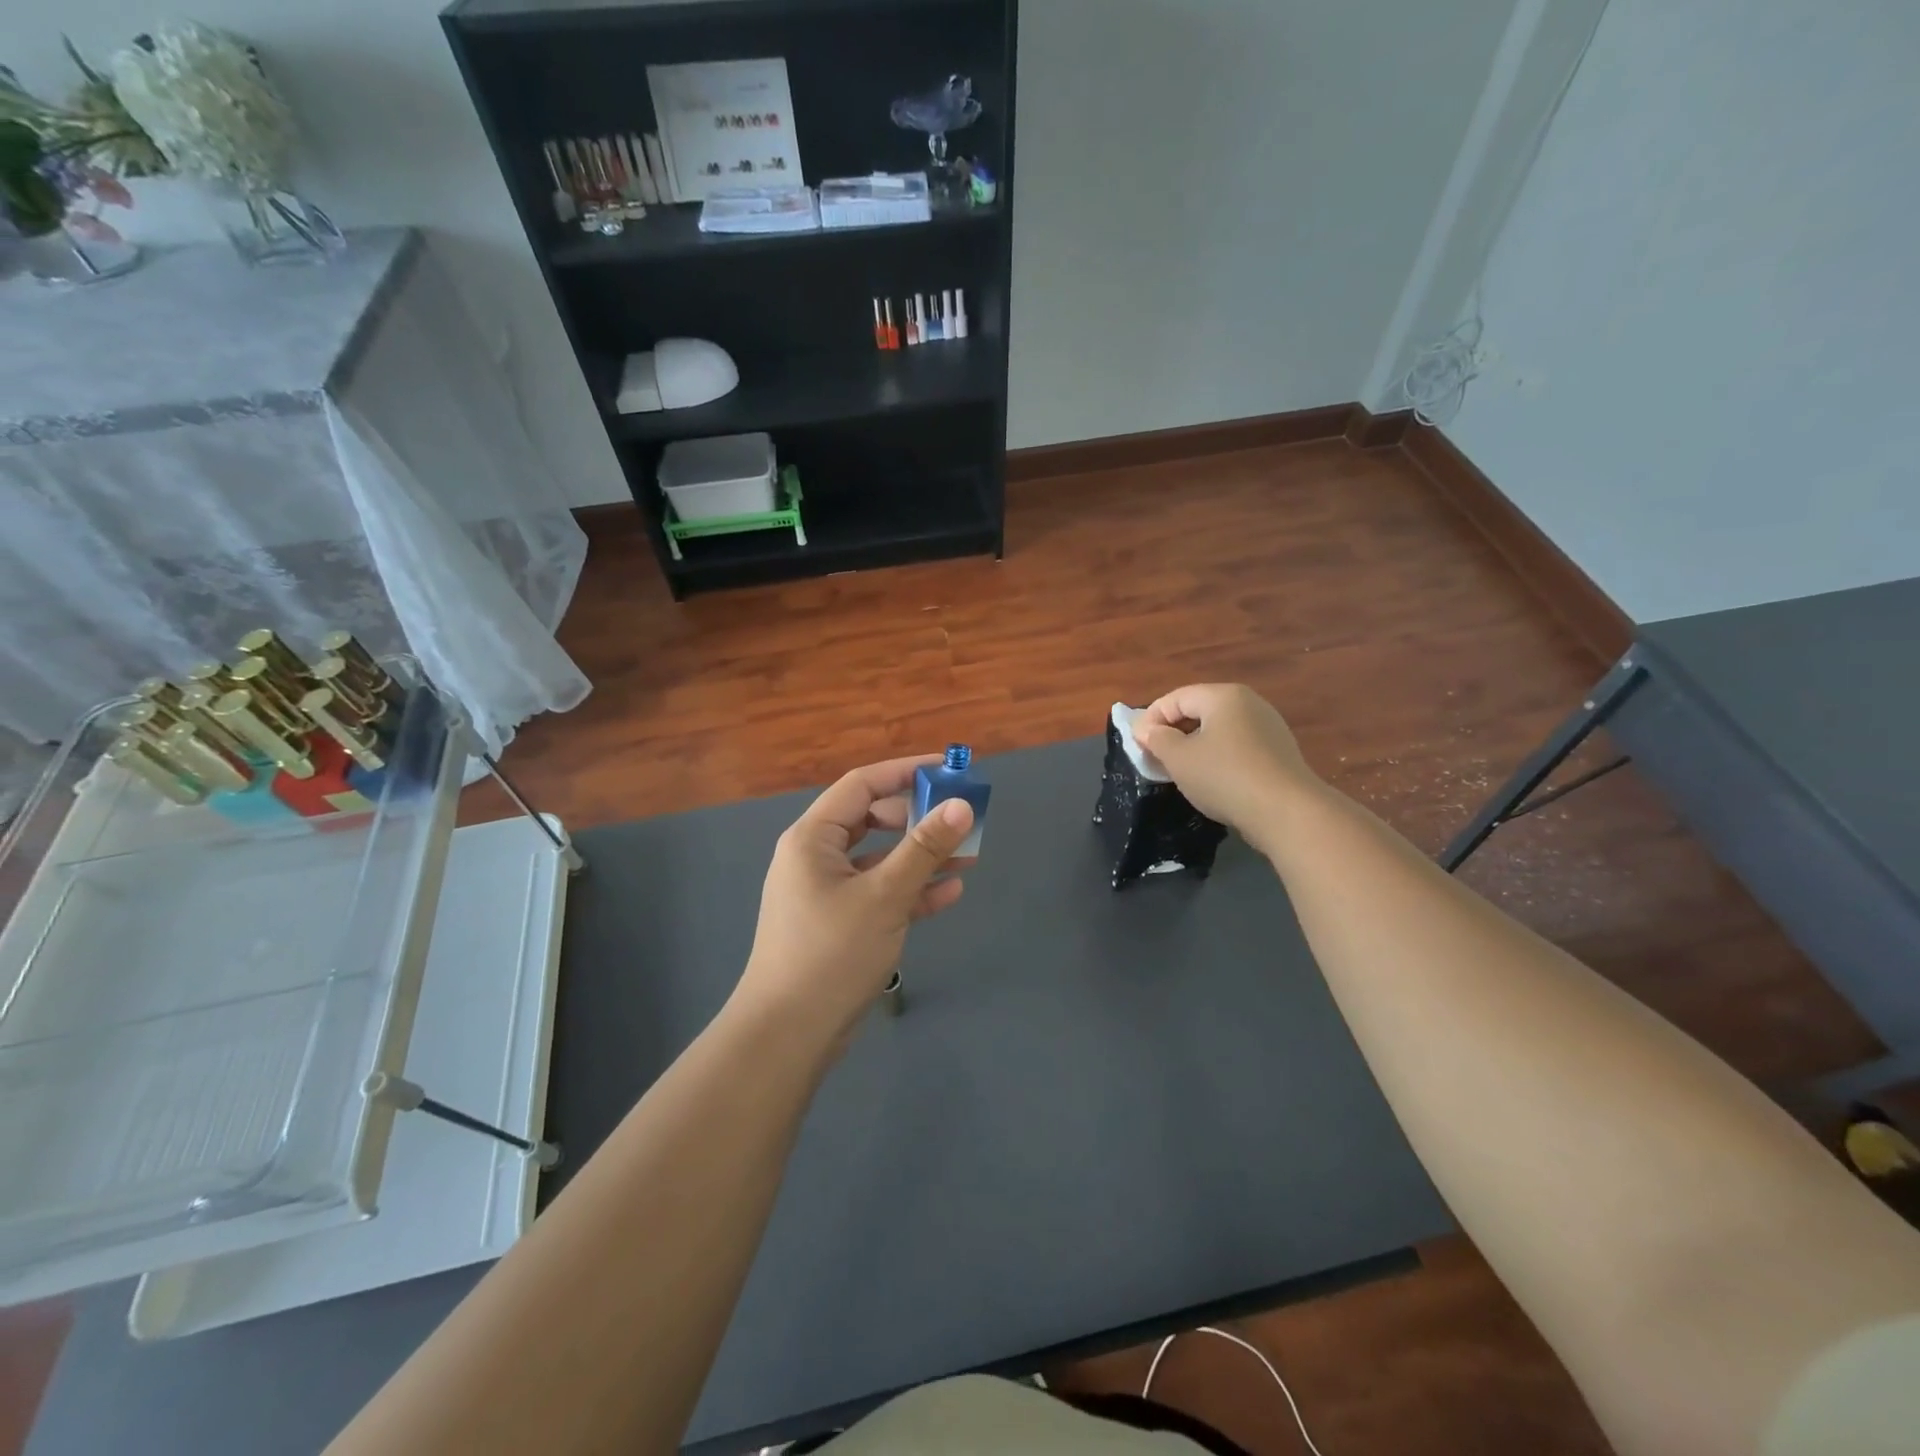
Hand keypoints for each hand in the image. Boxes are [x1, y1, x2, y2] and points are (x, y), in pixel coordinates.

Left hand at [732, 757, 975, 1053]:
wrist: (788, 1034)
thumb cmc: (831, 953)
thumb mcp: (884, 896)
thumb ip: (924, 849)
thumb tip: (961, 804)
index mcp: (813, 838)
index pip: (862, 785)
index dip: (906, 772)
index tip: (948, 769)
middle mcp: (816, 857)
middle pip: (873, 819)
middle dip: (918, 817)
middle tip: (960, 818)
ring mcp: (827, 892)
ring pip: (881, 859)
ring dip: (921, 856)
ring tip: (969, 854)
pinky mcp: (840, 923)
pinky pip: (879, 893)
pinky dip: (911, 890)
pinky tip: (950, 892)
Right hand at [1132, 684, 1318, 853]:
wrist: (1287, 812)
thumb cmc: (1224, 777)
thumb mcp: (1179, 758)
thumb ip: (1157, 739)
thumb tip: (1146, 730)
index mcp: (1223, 696)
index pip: (1176, 698)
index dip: (1151, 719)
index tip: (1137, 745)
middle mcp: (1249, 703)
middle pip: (1199, 710)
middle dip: (1172, 732)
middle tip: (1154, 757)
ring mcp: (1268, 727)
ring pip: (1219, 730)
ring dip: (1194, 746)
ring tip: (1180, 770)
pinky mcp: (1278, 752)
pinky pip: (1237, 746)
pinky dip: (1217, 757)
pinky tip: (1211, 780)